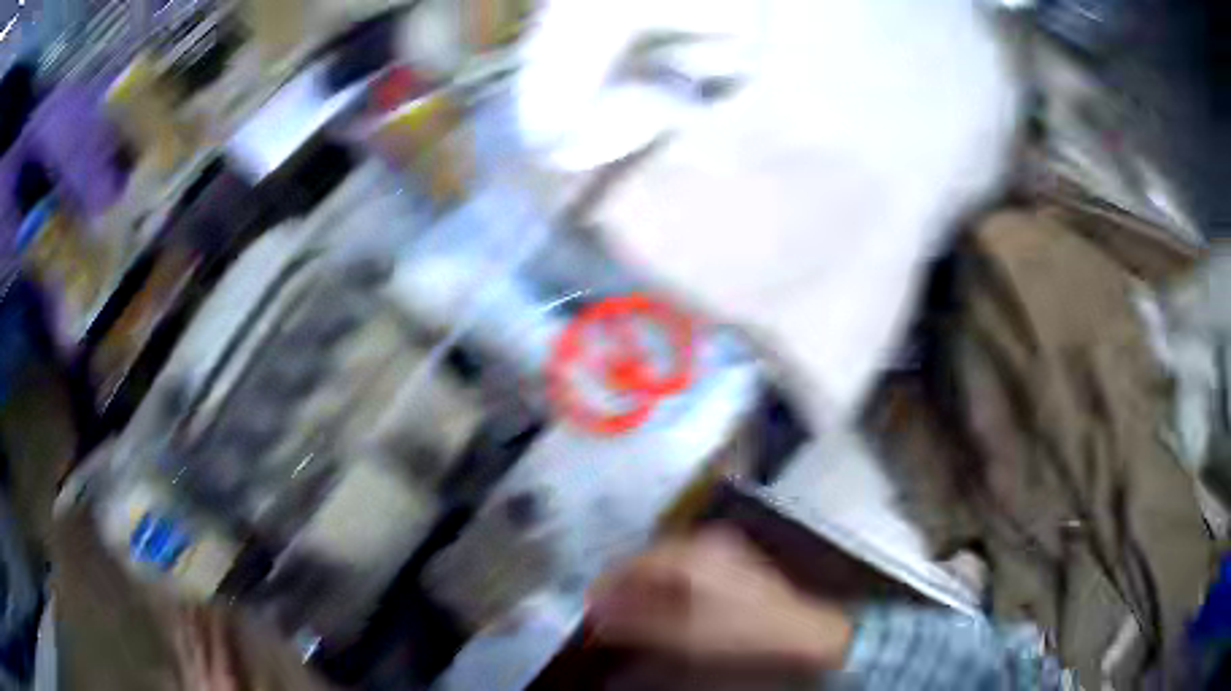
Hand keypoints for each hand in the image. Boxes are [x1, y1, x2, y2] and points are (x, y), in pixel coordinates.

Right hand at [586, 527, 852, 668]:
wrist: (799, 633)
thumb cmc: (740, 633)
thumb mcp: (682, 634)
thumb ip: (635, 621)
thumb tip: (595, 613)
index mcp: (692, 553)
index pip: (634, 563)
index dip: (608, 586)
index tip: (591, 607)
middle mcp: (705, 543)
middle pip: (650, 560)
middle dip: (627, 587)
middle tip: (611, 615)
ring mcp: (721, 550)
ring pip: (668, 565)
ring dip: (647, 589)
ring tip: (634, 615)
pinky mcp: (732, 563)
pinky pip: (686, 570)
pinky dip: (669, 589)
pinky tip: (666, 609)